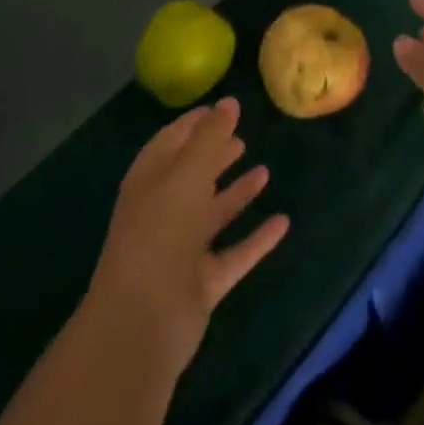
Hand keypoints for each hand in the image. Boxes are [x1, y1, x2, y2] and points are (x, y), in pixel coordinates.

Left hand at [86, 97, 288, 374]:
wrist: (141, 324)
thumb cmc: (160, 234)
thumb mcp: (187, 175)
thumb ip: (210, 137)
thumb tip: (229, 100)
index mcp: (150, 181)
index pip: (172, 141)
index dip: (194, 123)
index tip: (222, 108)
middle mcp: (164, 211)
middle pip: (192, 176)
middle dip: (215, 155)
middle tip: (242, 137)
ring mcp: (182, 250)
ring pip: (213, 213)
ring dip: (236, 193)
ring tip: (264, 170)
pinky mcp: (202, 283)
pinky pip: (234, 252)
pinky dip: (256, 239)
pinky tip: (282, 222)